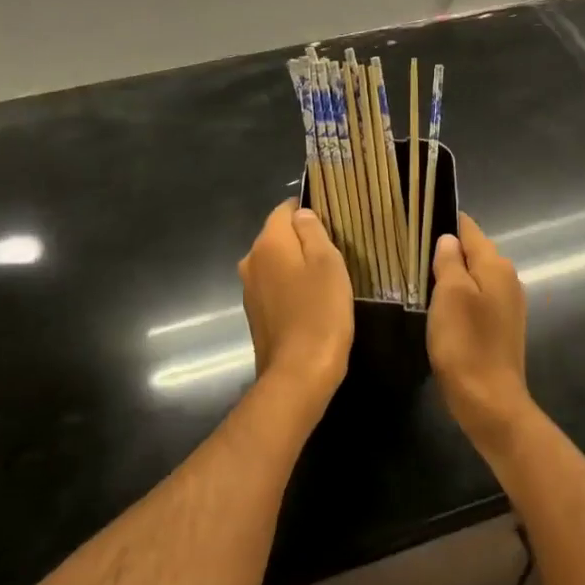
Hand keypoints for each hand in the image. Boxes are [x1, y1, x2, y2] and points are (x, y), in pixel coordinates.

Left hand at [239, 199, 353, 412]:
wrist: (298, 374)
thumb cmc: (320, 312)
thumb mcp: (328, 263)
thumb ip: (313, 231)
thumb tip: (301, 214)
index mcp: (268, 243)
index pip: (284, 209)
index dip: (307, 211)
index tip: (332, 224)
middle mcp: (251, 261)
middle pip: (278, 236)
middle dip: (302, 240)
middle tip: (334, 253)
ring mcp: (250, 289)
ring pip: (276, 263)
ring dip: (296, 265)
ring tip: (325, 279)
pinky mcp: (255, 313)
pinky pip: (274, 287)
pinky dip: (290, 287)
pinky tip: (310, 302)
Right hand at [427, 213, 531, 446]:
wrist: (490, 402)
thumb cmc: (466, 343)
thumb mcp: (450, 294)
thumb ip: (450, 261)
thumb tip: (448, 239)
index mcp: (496, 265)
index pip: (469, 228)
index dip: (444, 221)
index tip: (416, 219)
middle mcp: (507, 279)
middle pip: (473, 251)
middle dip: (446, 249)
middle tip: (410, 250)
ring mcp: (507, 304)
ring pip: (473, 276)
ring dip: (451, 275)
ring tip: (419, 277)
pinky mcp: (500, 327)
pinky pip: (476, 298)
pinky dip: (458, 297)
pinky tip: (438, 307)